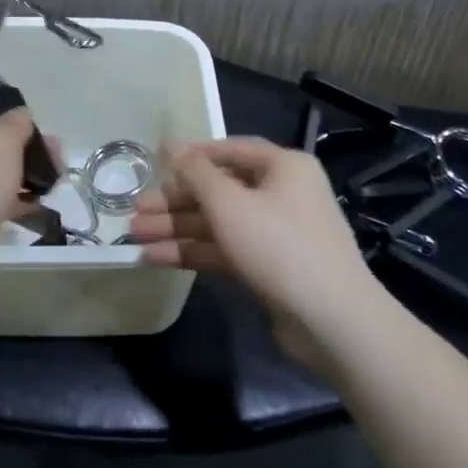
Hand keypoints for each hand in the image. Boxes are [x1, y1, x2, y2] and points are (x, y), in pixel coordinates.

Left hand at [0, 105, 42, 299]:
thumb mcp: (2, 142)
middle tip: (56, 161)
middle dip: (22, 153)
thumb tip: (21, 115)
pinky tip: (35, 205)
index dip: (12, 124)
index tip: (40, 138)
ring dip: (18, 178)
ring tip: (53, 184)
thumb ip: (17, 124)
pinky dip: (6, 201)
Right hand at [130, 138, 389, 365]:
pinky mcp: (270, 267)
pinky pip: (225, 249)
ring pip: (218, 222)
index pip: (229, 150)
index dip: (190, 156)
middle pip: (219, 189)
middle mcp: (282, 193)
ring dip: (178, 228)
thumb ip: (195, 172)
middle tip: (136, 210)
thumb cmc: (279, 246)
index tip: (154, 163)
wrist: (333, 322)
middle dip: (175, 201)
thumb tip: (169, 144)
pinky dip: (194, 252)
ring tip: (135, 236)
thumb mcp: (230, 203)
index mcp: (283, 167)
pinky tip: (156, 259)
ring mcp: (277, 233)